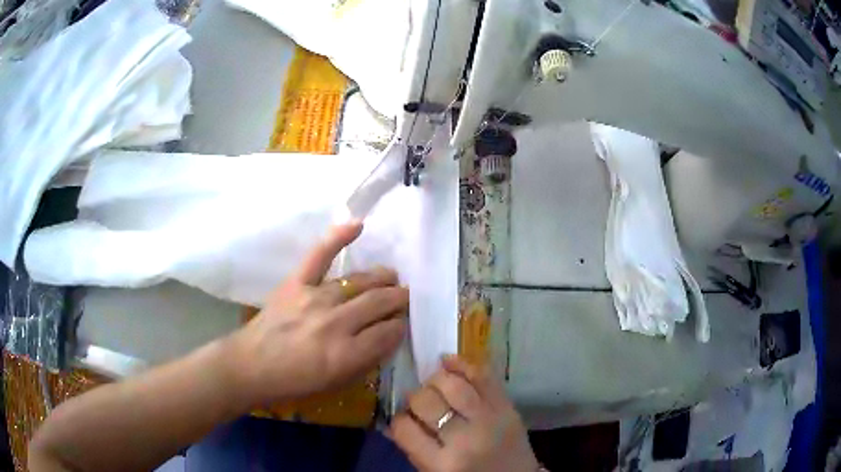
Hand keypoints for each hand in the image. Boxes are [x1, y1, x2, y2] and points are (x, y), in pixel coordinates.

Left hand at [228, 220, 408, 406]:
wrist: (252, 365)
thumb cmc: (295, 381)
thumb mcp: (337, 383)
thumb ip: (367, 360)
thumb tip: (388, 336)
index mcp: (347, 354)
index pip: (389, 332)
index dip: (400, 326)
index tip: (401, 324)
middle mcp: (336, 323)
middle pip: (380, 302)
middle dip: (399, 299)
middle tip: (404, 298)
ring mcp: (315, 298)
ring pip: (360, 281)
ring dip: (382, 278)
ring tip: (390, 278)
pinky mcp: (296, 282)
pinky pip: (320, 255)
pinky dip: (338, 237)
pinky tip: (358, 225)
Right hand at [391, 356, 539, 471]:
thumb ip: (414, 448)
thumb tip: (393, 419)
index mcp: (442, 464)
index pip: (405, 428)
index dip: (399, 417)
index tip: (404, 416)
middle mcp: (464, 440)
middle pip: (427, 401)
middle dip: (416, 396)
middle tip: (419, 399)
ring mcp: (489, 420)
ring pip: (454, 385)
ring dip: (437, 378)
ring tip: (434, 381)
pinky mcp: (507, 407)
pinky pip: (483, 376)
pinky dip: (462, 364)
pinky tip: (449, 362)